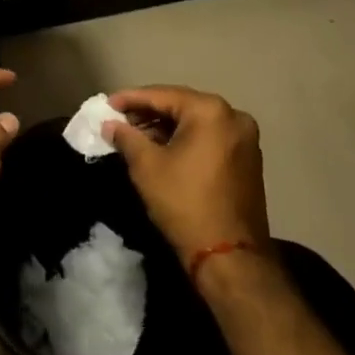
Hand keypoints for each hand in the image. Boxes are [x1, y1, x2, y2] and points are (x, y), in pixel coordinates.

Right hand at [105, 86, 269, 264]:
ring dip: (165, 127)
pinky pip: (209, 137)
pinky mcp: (248, 159)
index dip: (130, 99)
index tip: (107, 105)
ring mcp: (245, 139)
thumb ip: (126, 137)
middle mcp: (233, 116)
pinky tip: (161, 148)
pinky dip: (185, 139)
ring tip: (135, 136)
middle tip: (119, 120)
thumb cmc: (185, 203)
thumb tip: (110, 125)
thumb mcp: (146, 166)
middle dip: (148, 113)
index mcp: (210, 111)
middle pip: (180, 105)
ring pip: (195, 122)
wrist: (230, 259)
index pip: (161, 95)